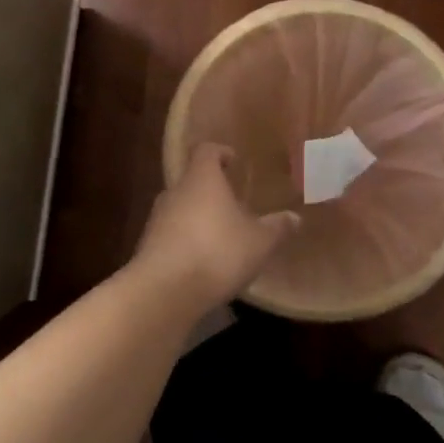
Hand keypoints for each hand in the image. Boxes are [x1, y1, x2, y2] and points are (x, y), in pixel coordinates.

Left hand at [132, 143, 299, 307]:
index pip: (206, 151)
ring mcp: (157, 219)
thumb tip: (295, 217)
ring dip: (198, 217)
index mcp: (202, 179)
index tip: (233, 161)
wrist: (164, 291)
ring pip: (180, 208)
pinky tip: (203, 261)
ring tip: (221, 234)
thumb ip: (277, 227)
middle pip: (192, 180)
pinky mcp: (148, 247)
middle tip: (233, 203)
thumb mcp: (259, 242)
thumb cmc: (217, 252)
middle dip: (212, 190)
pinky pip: (171, 234)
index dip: (220, 152)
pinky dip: (186, 241)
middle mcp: (175, 192)